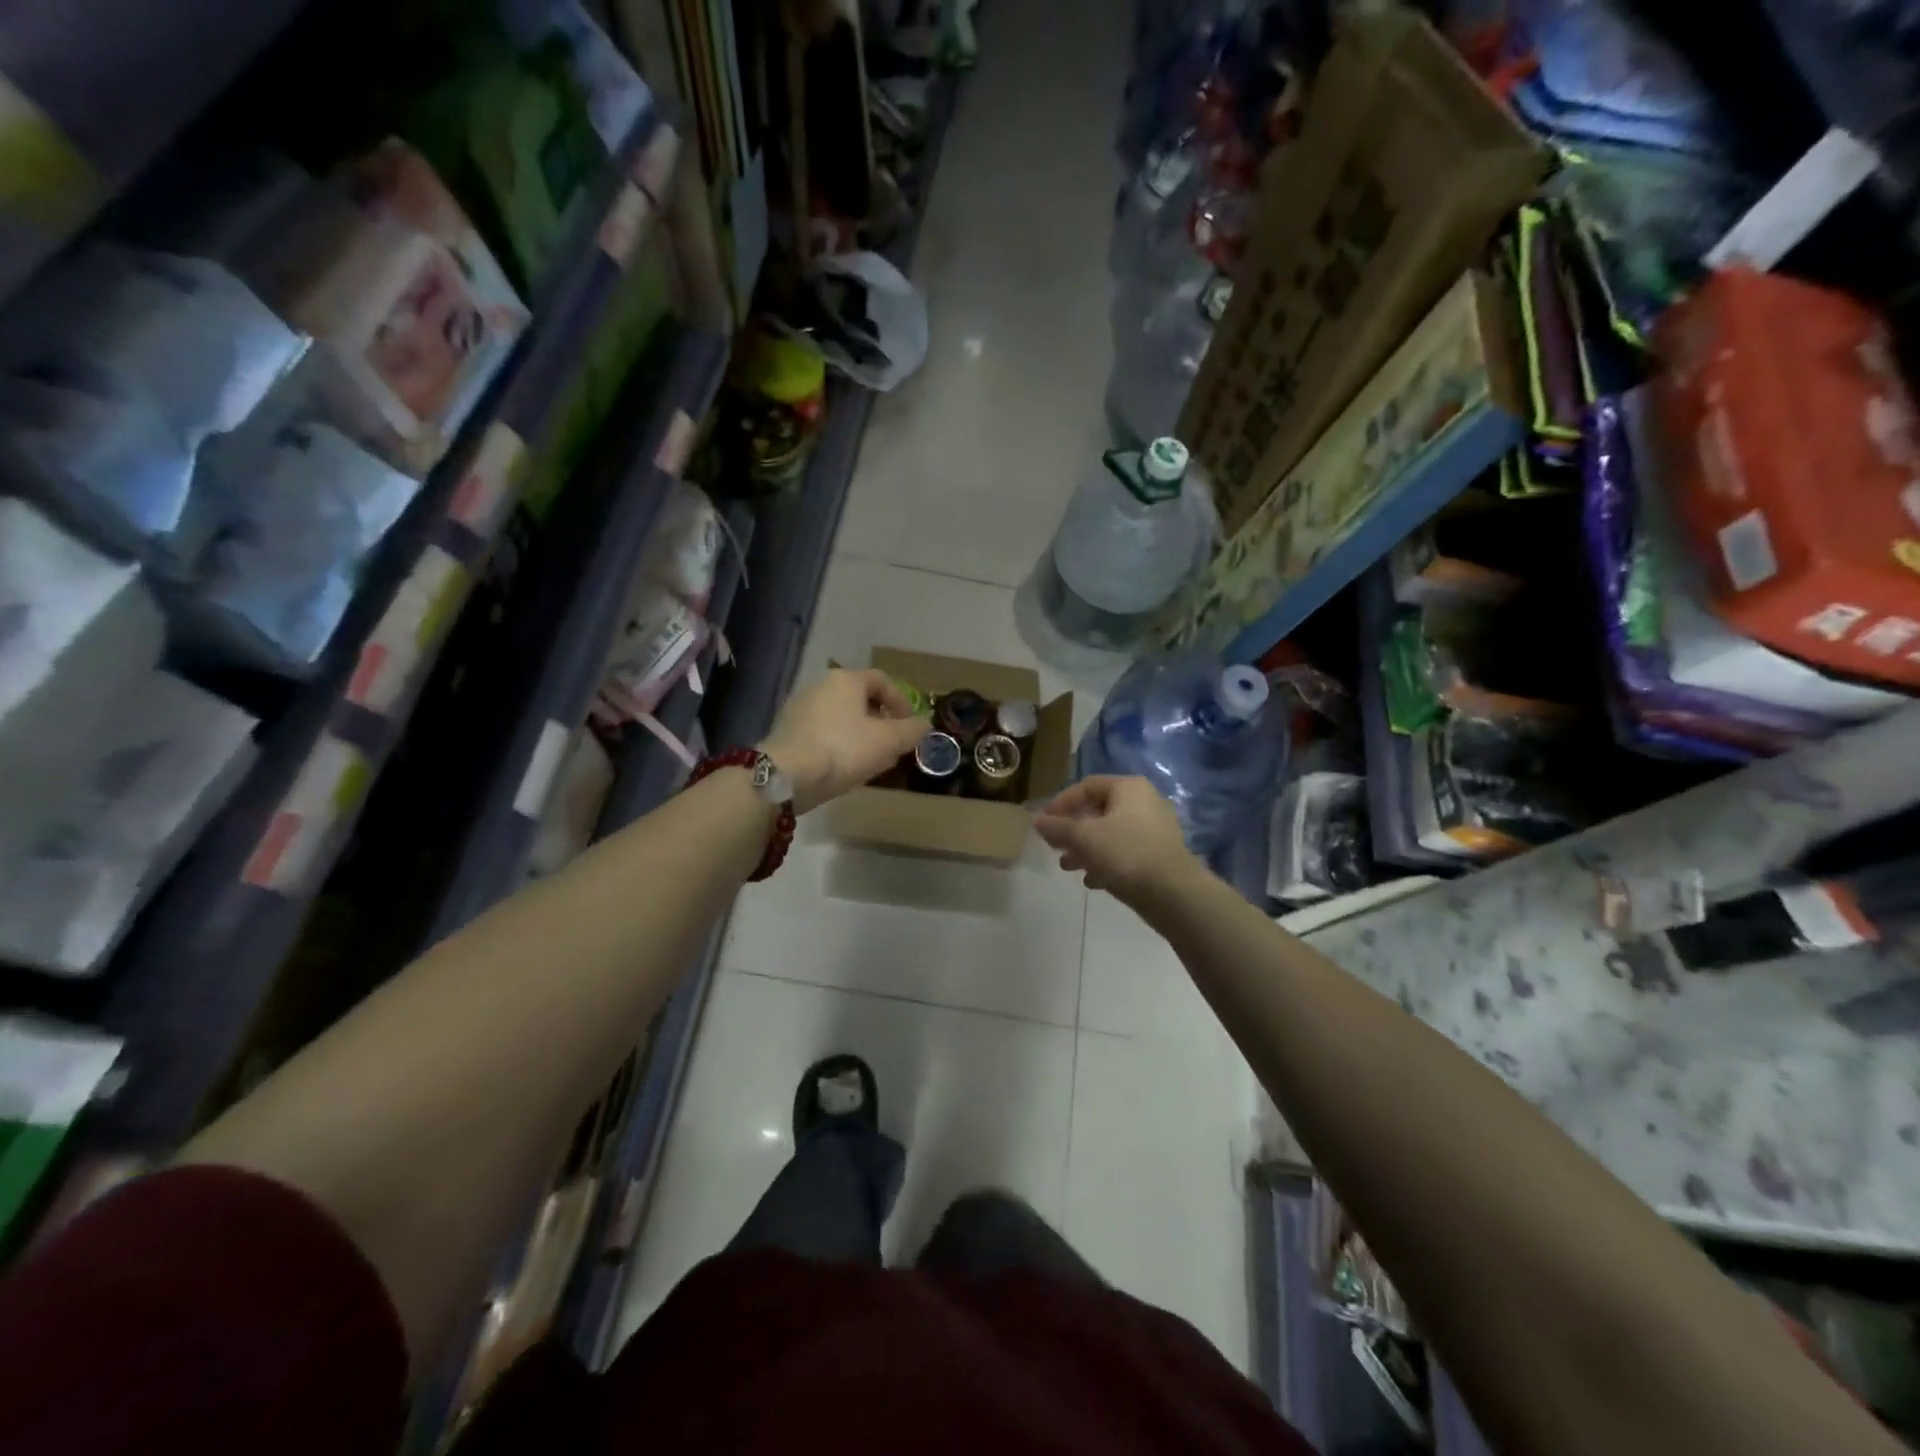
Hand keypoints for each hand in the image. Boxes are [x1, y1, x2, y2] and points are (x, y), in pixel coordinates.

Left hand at [761, 668, 929, 813]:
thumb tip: (925, 724)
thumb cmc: (843, 750)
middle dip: (881, 721)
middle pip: (860, 698)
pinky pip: (822, 732)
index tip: (910, 727)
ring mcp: (799, 707)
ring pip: (840, 717)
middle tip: (892, 745)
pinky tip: (843, 767)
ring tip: (870, 760)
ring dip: (859, 734)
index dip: (902, 702)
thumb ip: (912, 731)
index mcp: (845, 679)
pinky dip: (838, 744)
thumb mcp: (888, 741)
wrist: (786, 775)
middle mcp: (820, 685)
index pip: (882, 680)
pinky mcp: (786, 731)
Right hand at [1033, 776, 1200, 902]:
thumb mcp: (1084, 838)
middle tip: (1054, 846)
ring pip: (1111, 833)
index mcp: (1128, 788)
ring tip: (1068, 866)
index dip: (1061, 803)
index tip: (1044, 823)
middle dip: (1073, 829)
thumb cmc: (1125, 854)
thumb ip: (1057, 828)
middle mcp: (1145, 801)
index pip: (1086, 786)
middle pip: (1099, 810)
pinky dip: (1105, 861)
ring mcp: (1155, 828)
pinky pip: (1125, 851)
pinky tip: (1092, 881)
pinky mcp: (1160, 854)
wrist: (1173, 893)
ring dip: (1086, 848)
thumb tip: (1036, 821)